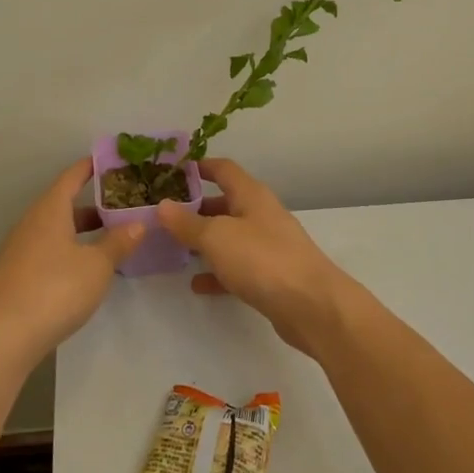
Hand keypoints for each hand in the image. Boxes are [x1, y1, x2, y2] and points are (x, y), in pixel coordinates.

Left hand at [0, 159, 142, 362]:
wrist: (3, 337)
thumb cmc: (55, 289)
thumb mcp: (97, 265)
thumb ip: (118, 242)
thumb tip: (137, 223)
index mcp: (50, 210)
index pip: (71, 177)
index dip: (91, 167)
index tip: (111, 161)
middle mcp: (32, 223)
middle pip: (64, 204)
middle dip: (93, 204)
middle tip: (123, 205)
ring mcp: (21, 250)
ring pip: (57, 229)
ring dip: (82, 230)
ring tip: (112, 237)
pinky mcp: (17, 275)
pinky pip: (49, 250)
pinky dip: (70, 249)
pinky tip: (87, 267)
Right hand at [158, 159, 354, 356]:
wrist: (311, 305)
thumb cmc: (262, 259)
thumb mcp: (217, 237)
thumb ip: (187, 223)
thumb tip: (162, 205)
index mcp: (251, 195)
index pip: (223, 169)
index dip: (199, 166)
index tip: (171, 171)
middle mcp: (260, 215)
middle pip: (224, 203)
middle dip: (195, 208)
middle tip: (163, 216)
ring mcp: (267, 246)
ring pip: (229, 236)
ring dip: (204, 241)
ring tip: (173, 248)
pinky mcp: (270, 276)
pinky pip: (237, 267)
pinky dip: (217, 272)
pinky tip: (196, 284)